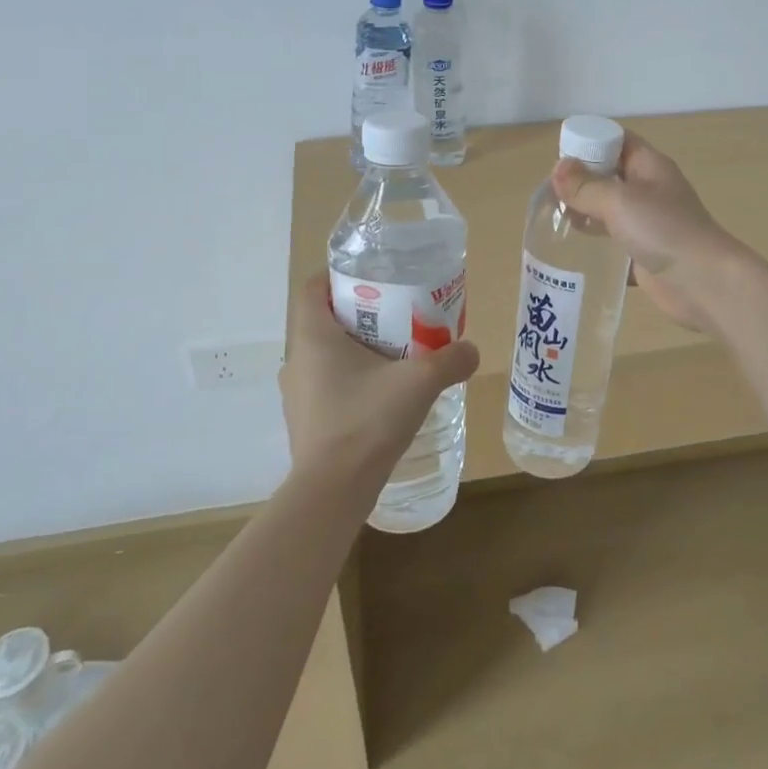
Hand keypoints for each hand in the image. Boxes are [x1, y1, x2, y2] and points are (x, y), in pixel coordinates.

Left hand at [280, 273, 480, 483]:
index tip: (373, 280)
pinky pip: (326, 387)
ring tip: (394, 358)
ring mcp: (296, 395)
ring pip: (324, 357)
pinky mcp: (304, 423)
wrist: (333, 491)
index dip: (338, 277)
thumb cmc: (368, 420)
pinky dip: (350, 383)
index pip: (312, 288)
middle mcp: (295, 360)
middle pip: (323, 321)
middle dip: (359, 315)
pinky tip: (381, 398)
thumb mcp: (420, 382)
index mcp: (312, 337)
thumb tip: (471, 350)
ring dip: (355, 351)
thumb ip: (451, 360)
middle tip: (397, 317)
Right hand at [551, 133, 746, 335]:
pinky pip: (613, 240)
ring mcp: (648, 223)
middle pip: (610, 174)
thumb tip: (558, 169)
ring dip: (584, 211)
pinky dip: (595, 242)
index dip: (590, 142)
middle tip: (548, 193)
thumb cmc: (664, 230)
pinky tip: (571, 248)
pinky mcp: (643, 252)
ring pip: (609, 208)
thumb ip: (586, 186)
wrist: (704, 283)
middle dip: (581, 179)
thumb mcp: (620, 201)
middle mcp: (649, 190)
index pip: (617, 140)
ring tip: (553, 219)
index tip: (560, 157)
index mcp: (649, 166)